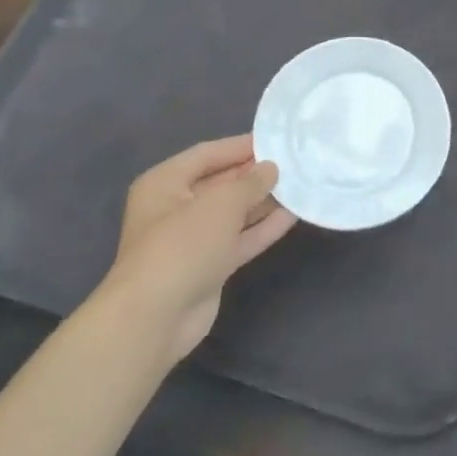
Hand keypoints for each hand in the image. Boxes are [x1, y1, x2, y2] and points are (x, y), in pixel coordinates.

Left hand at [99, 136, 295, 360]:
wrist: (156, 316)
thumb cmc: (183, 244)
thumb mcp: (222, 202)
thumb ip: (251, 182)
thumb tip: (270, 168)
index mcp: (165, 183)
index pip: (208, 153)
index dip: (241, 145)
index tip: (277, 138)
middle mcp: (176, 207)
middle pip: (221, 182)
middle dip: (255, 173)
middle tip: (295, 161)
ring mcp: (193, 239)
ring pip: (233, 213)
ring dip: (264, 201)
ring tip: (300, 184)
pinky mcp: (209, 266)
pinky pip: (239, 239)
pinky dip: (262, 228)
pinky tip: (292, 215)